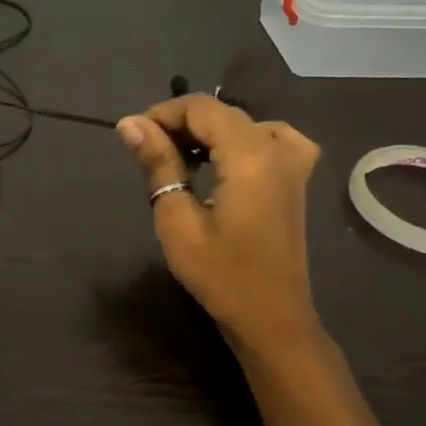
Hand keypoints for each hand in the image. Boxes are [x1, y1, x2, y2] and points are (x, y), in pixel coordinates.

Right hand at [115, 95, 320, 350]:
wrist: (271, 317)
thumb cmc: (220, 275)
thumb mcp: (178, 221)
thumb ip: (158, 164)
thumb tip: (129, 124)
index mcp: (250, 155)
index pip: (200, 108)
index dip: (162, 114)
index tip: (132, 136)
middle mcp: (277, 148)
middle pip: (221, 113)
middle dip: (180, 124)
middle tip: (148, 153)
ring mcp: (294, 163)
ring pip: (243, 124)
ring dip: (207, 133)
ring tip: (180, 159)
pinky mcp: (296, 180)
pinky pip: (271, 139)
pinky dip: (242, 140)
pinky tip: (226, 160)